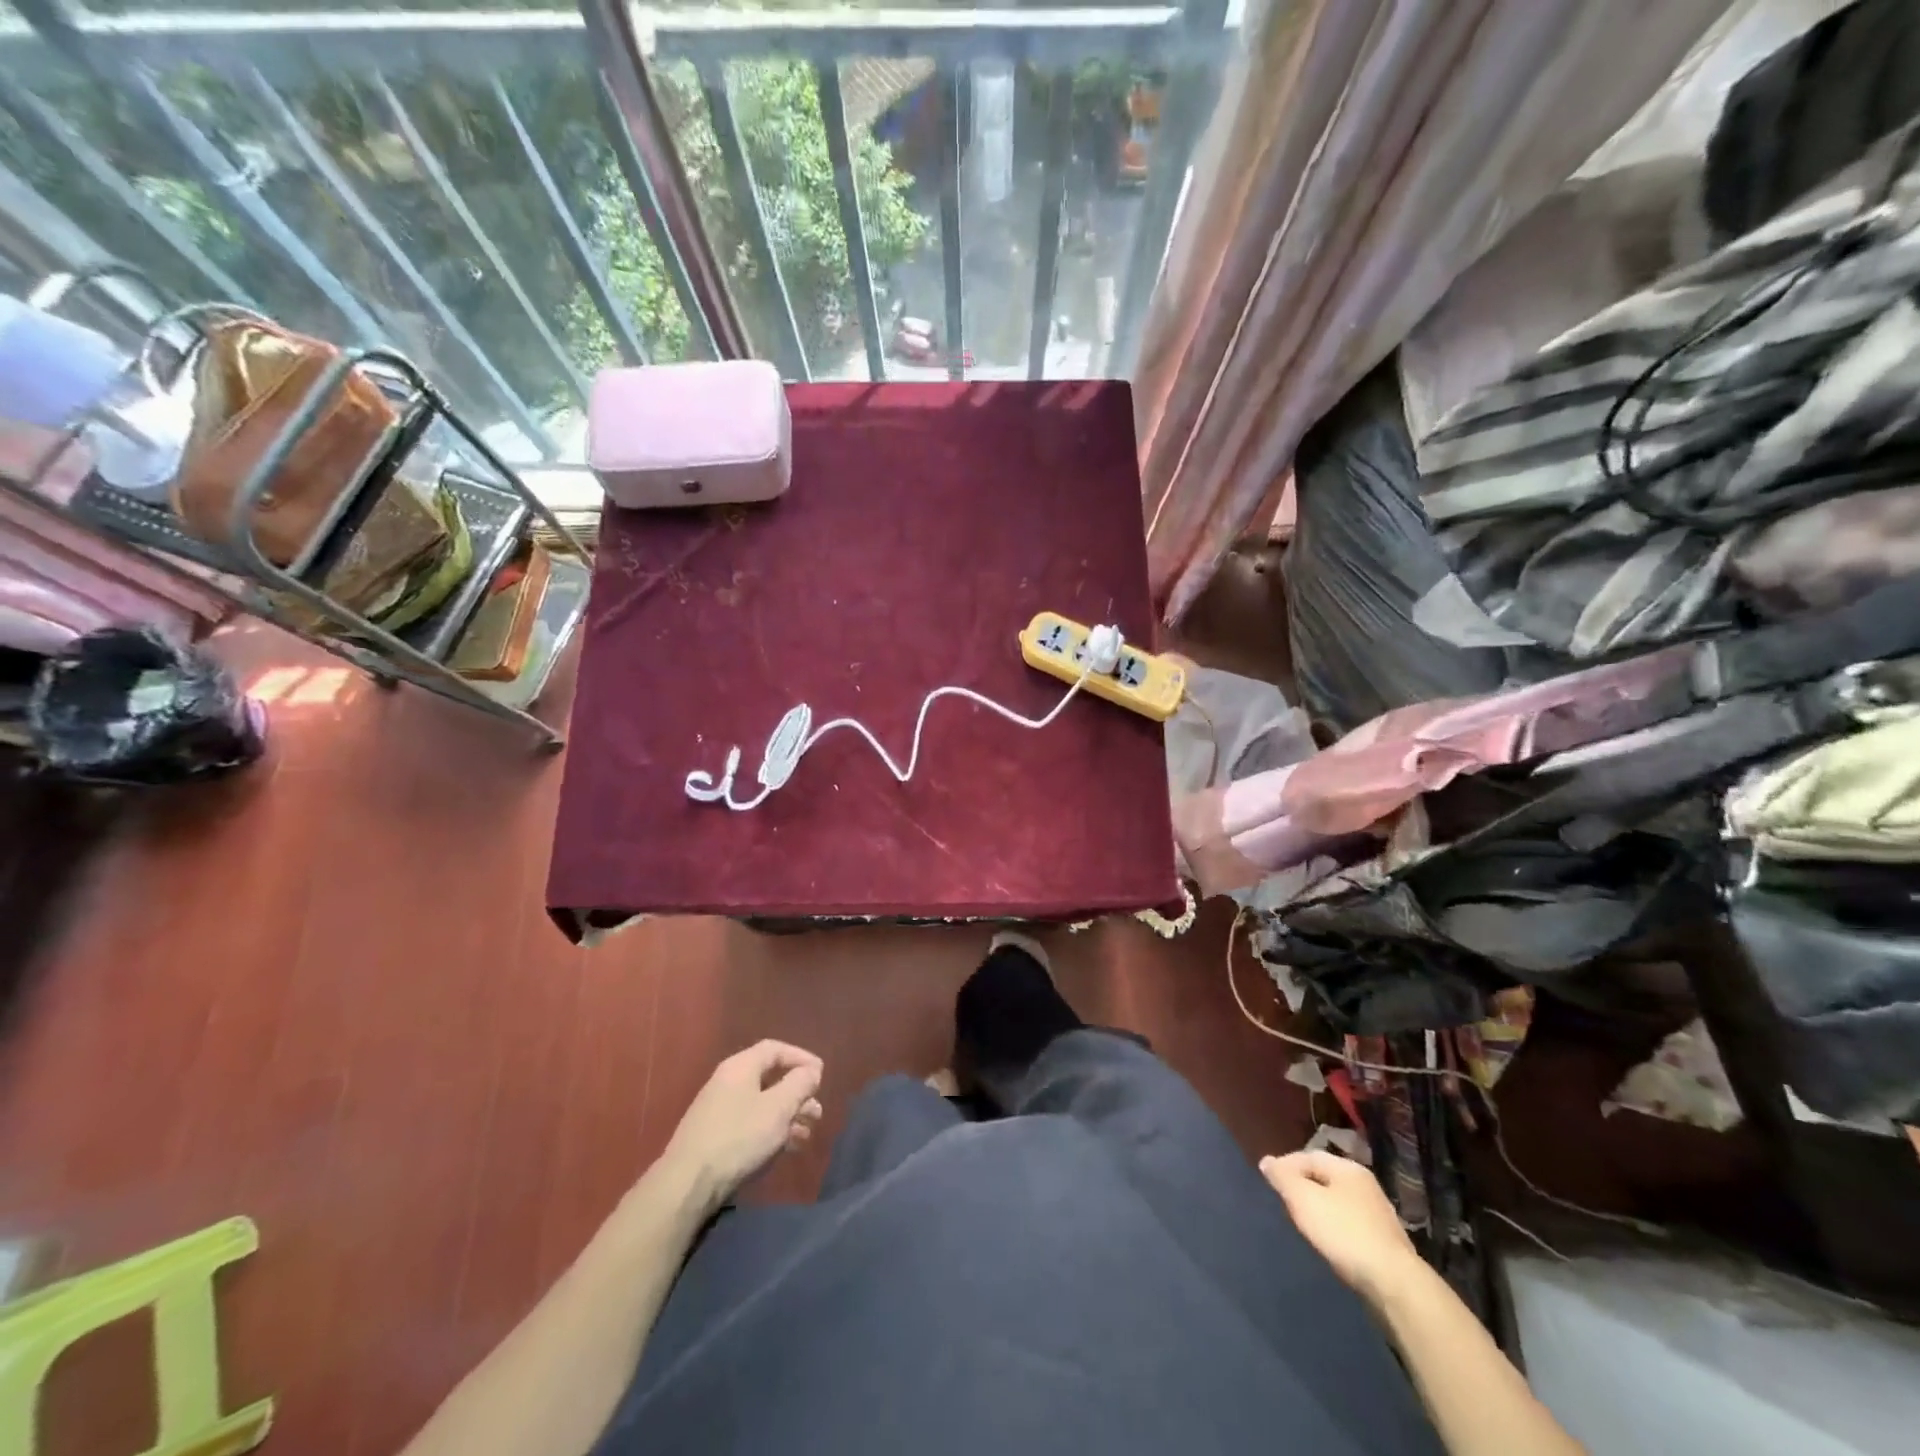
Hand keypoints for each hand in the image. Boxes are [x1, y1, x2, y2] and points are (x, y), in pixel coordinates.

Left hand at [660, 1041, 823, 1214]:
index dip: (801, 1058)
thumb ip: (799, 1084)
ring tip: (807, 1134)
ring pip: (762, 1104)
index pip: (775, 1049)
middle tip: (816, 1111)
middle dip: (797, 1094)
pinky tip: (787, 1148)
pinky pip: (751, 1124)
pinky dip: (772, 1131)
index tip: (821, 1075)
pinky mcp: (715, 1137)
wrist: (688, 1185)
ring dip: (788, 1116)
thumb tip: (811, 1070)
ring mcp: (719, 1111)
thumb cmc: (739, 1137)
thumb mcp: (778, 1108)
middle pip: (770, 1078)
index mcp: (740, 1067)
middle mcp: (728, 1082)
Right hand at [1261, 1149, 1420, 1305]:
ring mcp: (1378, 1213)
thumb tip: (1267, 1161)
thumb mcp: (1303, 1199)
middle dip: (1302, 1186)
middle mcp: (1365, 1184)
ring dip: (1319, 1208)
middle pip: (1324, 1177)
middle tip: (1285, 1203)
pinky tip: (1329, 1242)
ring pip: (1338, 1201)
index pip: (1307, 1156)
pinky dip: (1335, 1226)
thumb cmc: (1344, 1232)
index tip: (1269, 1183)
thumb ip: (1283, 1177)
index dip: (1285, 1166)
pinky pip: (1350, 1223)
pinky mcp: (1384, 1240)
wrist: (1394, 1283)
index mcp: (1347, 1168)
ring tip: (1303, 1223)